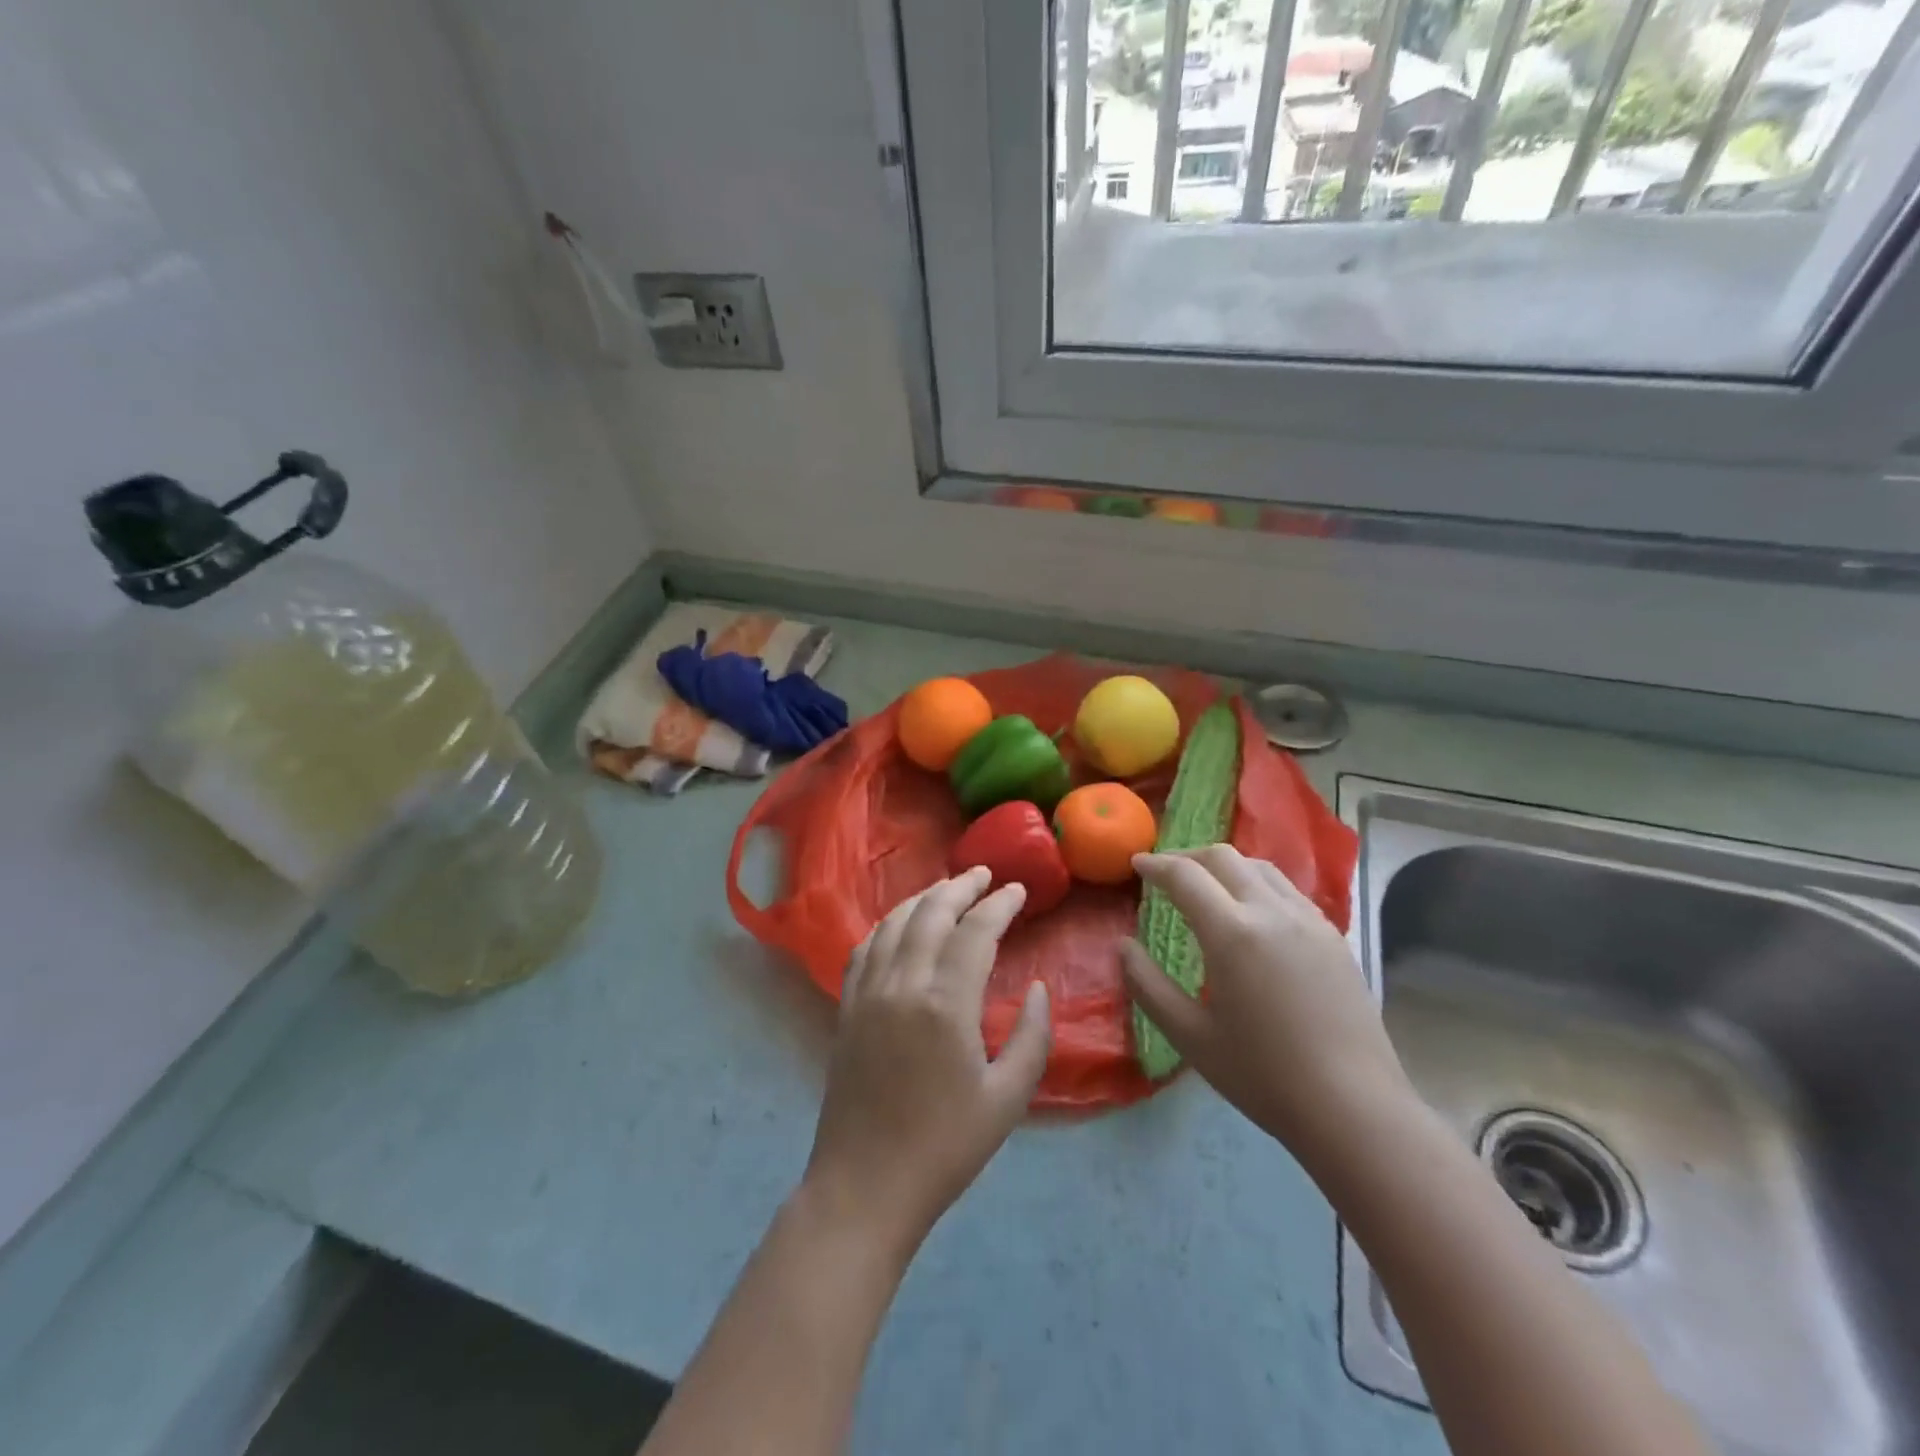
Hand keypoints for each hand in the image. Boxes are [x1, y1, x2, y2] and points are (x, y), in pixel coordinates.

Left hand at [803, 867, 1052, 1254]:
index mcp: (945, 1003)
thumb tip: (1040, 989)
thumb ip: (1033, 1037)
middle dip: (960, 887)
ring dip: (923, 898)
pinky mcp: (847, 1008)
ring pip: (894, 923)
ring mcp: (868, 993)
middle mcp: (902, 984)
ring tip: (947, 889)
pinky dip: (887, 924)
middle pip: (931, 913)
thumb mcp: (1008, 1099)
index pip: (975, 931)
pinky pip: (865, 947)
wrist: (866, 1186)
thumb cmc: (945, 1147)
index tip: (1017, 890)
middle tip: (984, 875)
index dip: (999, 905)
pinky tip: (900, 924)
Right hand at [1119, 845, 1414, 1160]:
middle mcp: (1272, 912)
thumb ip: (1148, 985)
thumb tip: (1122, 946)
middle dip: (1188, 856)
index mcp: (1232, 932)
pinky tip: (1253, 913)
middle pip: (1224, 858)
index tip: (1136, 864)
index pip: (1185, 876)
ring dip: (1225, 866)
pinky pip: (1288, 890)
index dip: (1155, 865)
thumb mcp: (1190, 1036)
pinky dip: (1258, 884)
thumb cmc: (1263, 1075)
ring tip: (1208, 886)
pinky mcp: (1334, 937)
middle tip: (1166, 872)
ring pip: (1261, 867)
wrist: (1355, 1108)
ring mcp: (1309, 921)